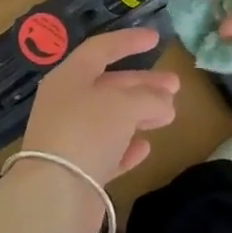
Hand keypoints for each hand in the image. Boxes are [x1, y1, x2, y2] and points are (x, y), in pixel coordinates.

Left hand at [17, 27, 179, 224]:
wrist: (56, 193)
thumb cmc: (87, 131)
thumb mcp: (124, 104)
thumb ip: (149, 98)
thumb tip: (164, 103)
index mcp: (69, 78)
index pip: (100, 49)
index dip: (129, 41)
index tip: (156, 38)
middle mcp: (66, 104)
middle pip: (109, 85)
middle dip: (143, 84)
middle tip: (176, 86)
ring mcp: (70, 138)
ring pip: (110, 119)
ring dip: (140, 114)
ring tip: (170, 115)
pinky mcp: (77, 170)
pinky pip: (106, 151)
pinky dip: (126, 146)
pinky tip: (146, 147)